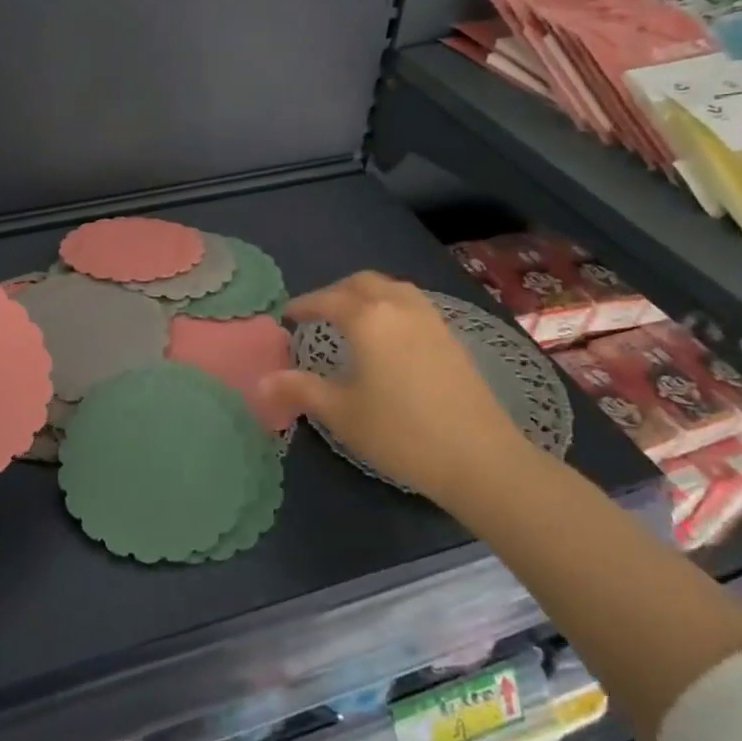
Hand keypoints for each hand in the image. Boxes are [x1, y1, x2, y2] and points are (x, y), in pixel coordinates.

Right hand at [261, 272, 526, 505]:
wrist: (479, 457)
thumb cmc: (401, 432)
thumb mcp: (342, 413)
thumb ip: (300, 390)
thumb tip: (262, 381)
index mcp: (368, 319)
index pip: (328, 300)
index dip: (304, 305)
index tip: (287, 315)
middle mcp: (400, 308)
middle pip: (363, 283)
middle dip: (336, 292)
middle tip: (318, 313)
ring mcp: (431, 320)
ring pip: (393, 289)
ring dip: (367, 294)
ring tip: (353, 318)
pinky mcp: (452, 338)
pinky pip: (413, 304)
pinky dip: (392, 306)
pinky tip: (389, 336)